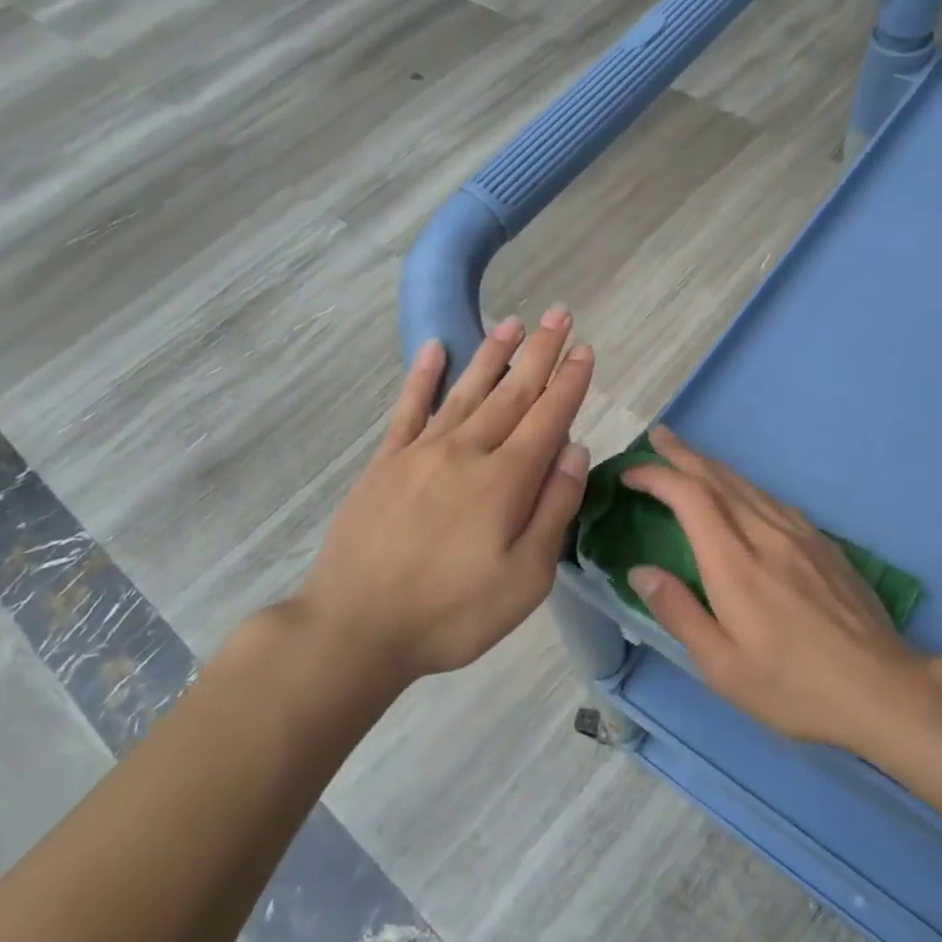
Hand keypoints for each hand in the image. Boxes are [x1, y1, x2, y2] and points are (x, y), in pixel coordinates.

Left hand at [293, 309, 593, 683]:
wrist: (356, 627)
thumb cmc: (452, 613)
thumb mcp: (525, 579)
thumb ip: (553, 509)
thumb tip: (575, 449)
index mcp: (505, 479)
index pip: (548, 417)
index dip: (570, 382)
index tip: (585, 350)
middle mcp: (466, 451)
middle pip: (511, 393)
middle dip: (540, 353)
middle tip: (558, 314)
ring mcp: (420, 453)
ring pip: (466, 391)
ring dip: (492, 355)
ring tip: (511, 322)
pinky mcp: (384, 464)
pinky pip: (407, 409)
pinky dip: (422, 376)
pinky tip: (433, 349)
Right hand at [622, 426, 921, 751]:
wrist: (882, 688)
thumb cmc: (793, 686)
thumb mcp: (722, 666)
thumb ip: (678, 612)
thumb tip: (640, 571)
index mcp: (734, 564)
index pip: (690, 497)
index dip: (657, 475)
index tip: (631, 473)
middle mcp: (766, 535)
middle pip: (719, 478)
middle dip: (683, 454)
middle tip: (657, 437)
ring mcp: (800, 535)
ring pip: (749, 485)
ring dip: (714, 466)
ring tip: (690, 458)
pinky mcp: (824, 543)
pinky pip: (774, 501)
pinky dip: (746, 487)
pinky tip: (743, 495)